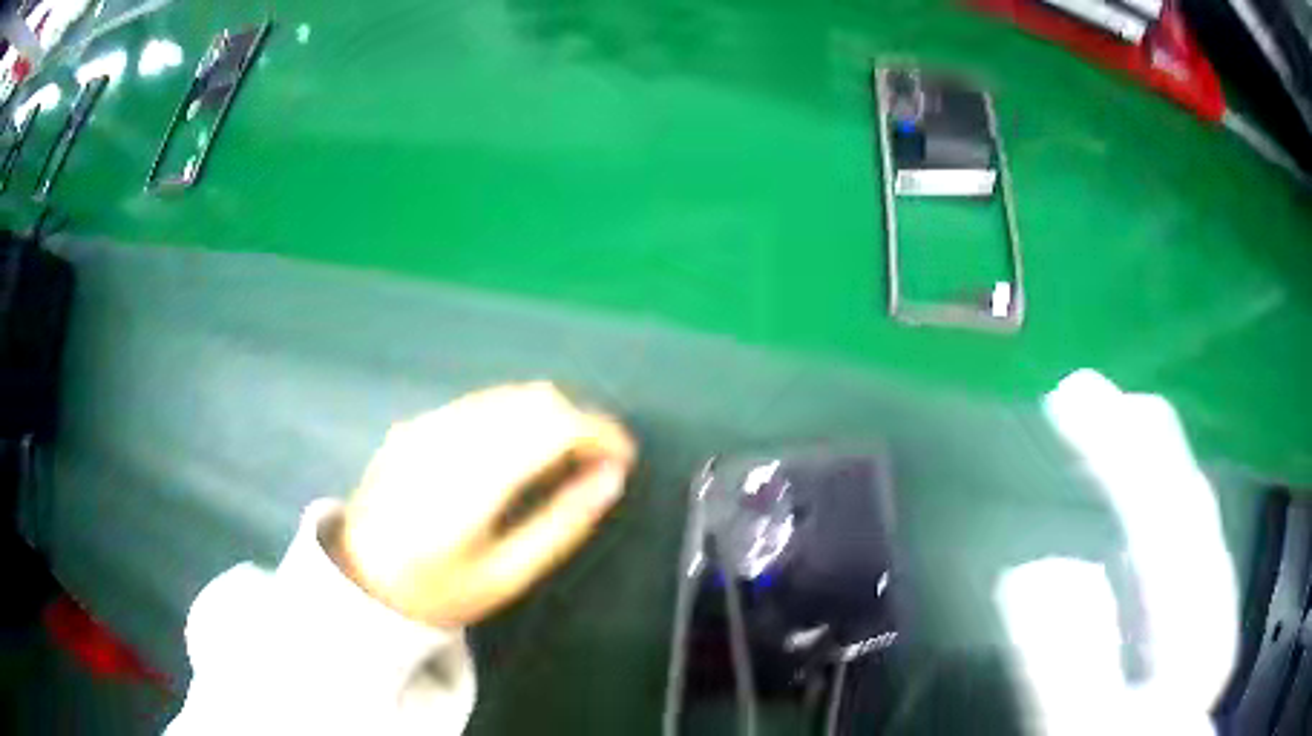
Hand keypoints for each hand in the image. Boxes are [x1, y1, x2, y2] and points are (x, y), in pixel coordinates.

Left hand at [334, 382, 635, 625]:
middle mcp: (449, 438)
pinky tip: (513, 453)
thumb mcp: (506, 575)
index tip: (624, 457)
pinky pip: (479, 403)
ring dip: (547, 416)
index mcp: (473, 481)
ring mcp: (426, 425)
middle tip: (595, 464)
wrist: (359, 580)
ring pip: (508, 394)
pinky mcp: (413, 424)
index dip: (600, 432)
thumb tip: (612, 477)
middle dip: (578, 422)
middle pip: (534, 399)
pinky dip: (513, 416)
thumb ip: (563, 523)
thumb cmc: (437, 591)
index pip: (552, 426)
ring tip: (561, 458)